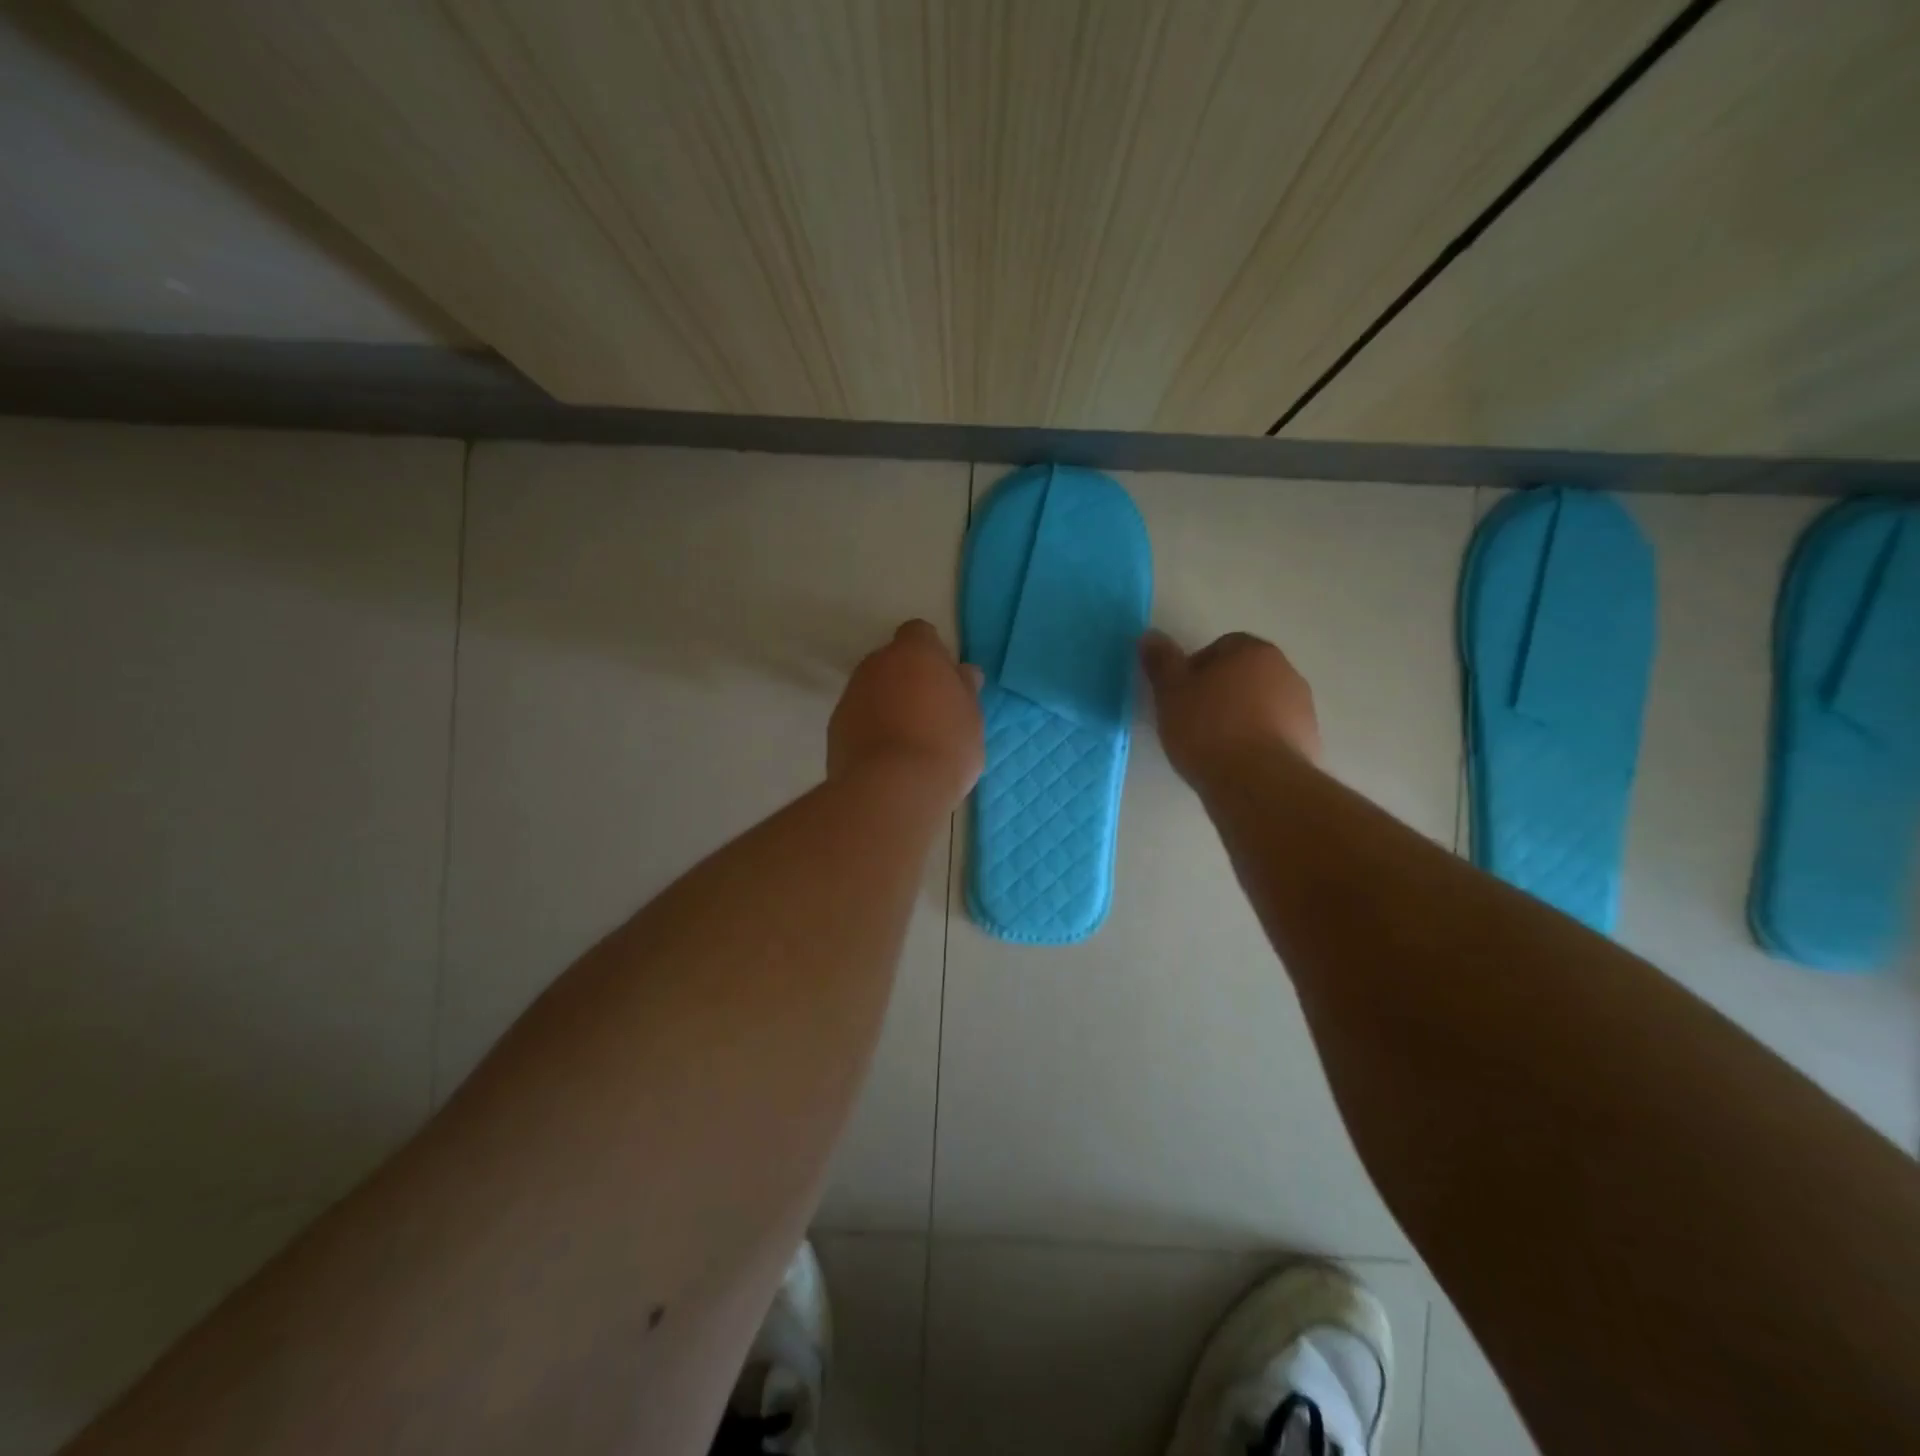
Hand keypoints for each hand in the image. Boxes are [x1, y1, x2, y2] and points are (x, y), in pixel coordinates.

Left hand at [829, 620, 984, 806]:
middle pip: (892, 662)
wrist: (892, 789)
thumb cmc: (945, 746)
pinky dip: (870, 729)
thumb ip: (964, 689)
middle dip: (907, 680)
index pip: (919, 633)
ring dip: (887, 705)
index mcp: (914, 653)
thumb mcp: (971, 718)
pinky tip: (887, 758)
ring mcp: (851, 694)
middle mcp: (876, 664)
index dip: (932, 653)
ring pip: (873, 690)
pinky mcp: (835, 726)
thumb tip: (962, 672)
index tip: (943, 680)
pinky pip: (858, 718)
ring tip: (908, 741)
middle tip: (930, 714)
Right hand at [1140, 629, 1320, 782]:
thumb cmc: (1209, 730)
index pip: (1219, 647)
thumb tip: (1150, 635)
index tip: (1180, 697)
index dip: (1195, 670)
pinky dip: (1257, 743)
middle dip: (1220, 693)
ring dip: (1240, 718)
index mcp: (1252, 651)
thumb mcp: (1171, 694)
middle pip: (1243, 675)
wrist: (1259, 785)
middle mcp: (1285, 671)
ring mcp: (1303, 708)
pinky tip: (1237, 764)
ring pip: (1261, 705)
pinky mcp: (1309, 742)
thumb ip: (1161, 662)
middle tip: (1192, 721)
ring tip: (1214, 748)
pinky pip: (1275, 734)